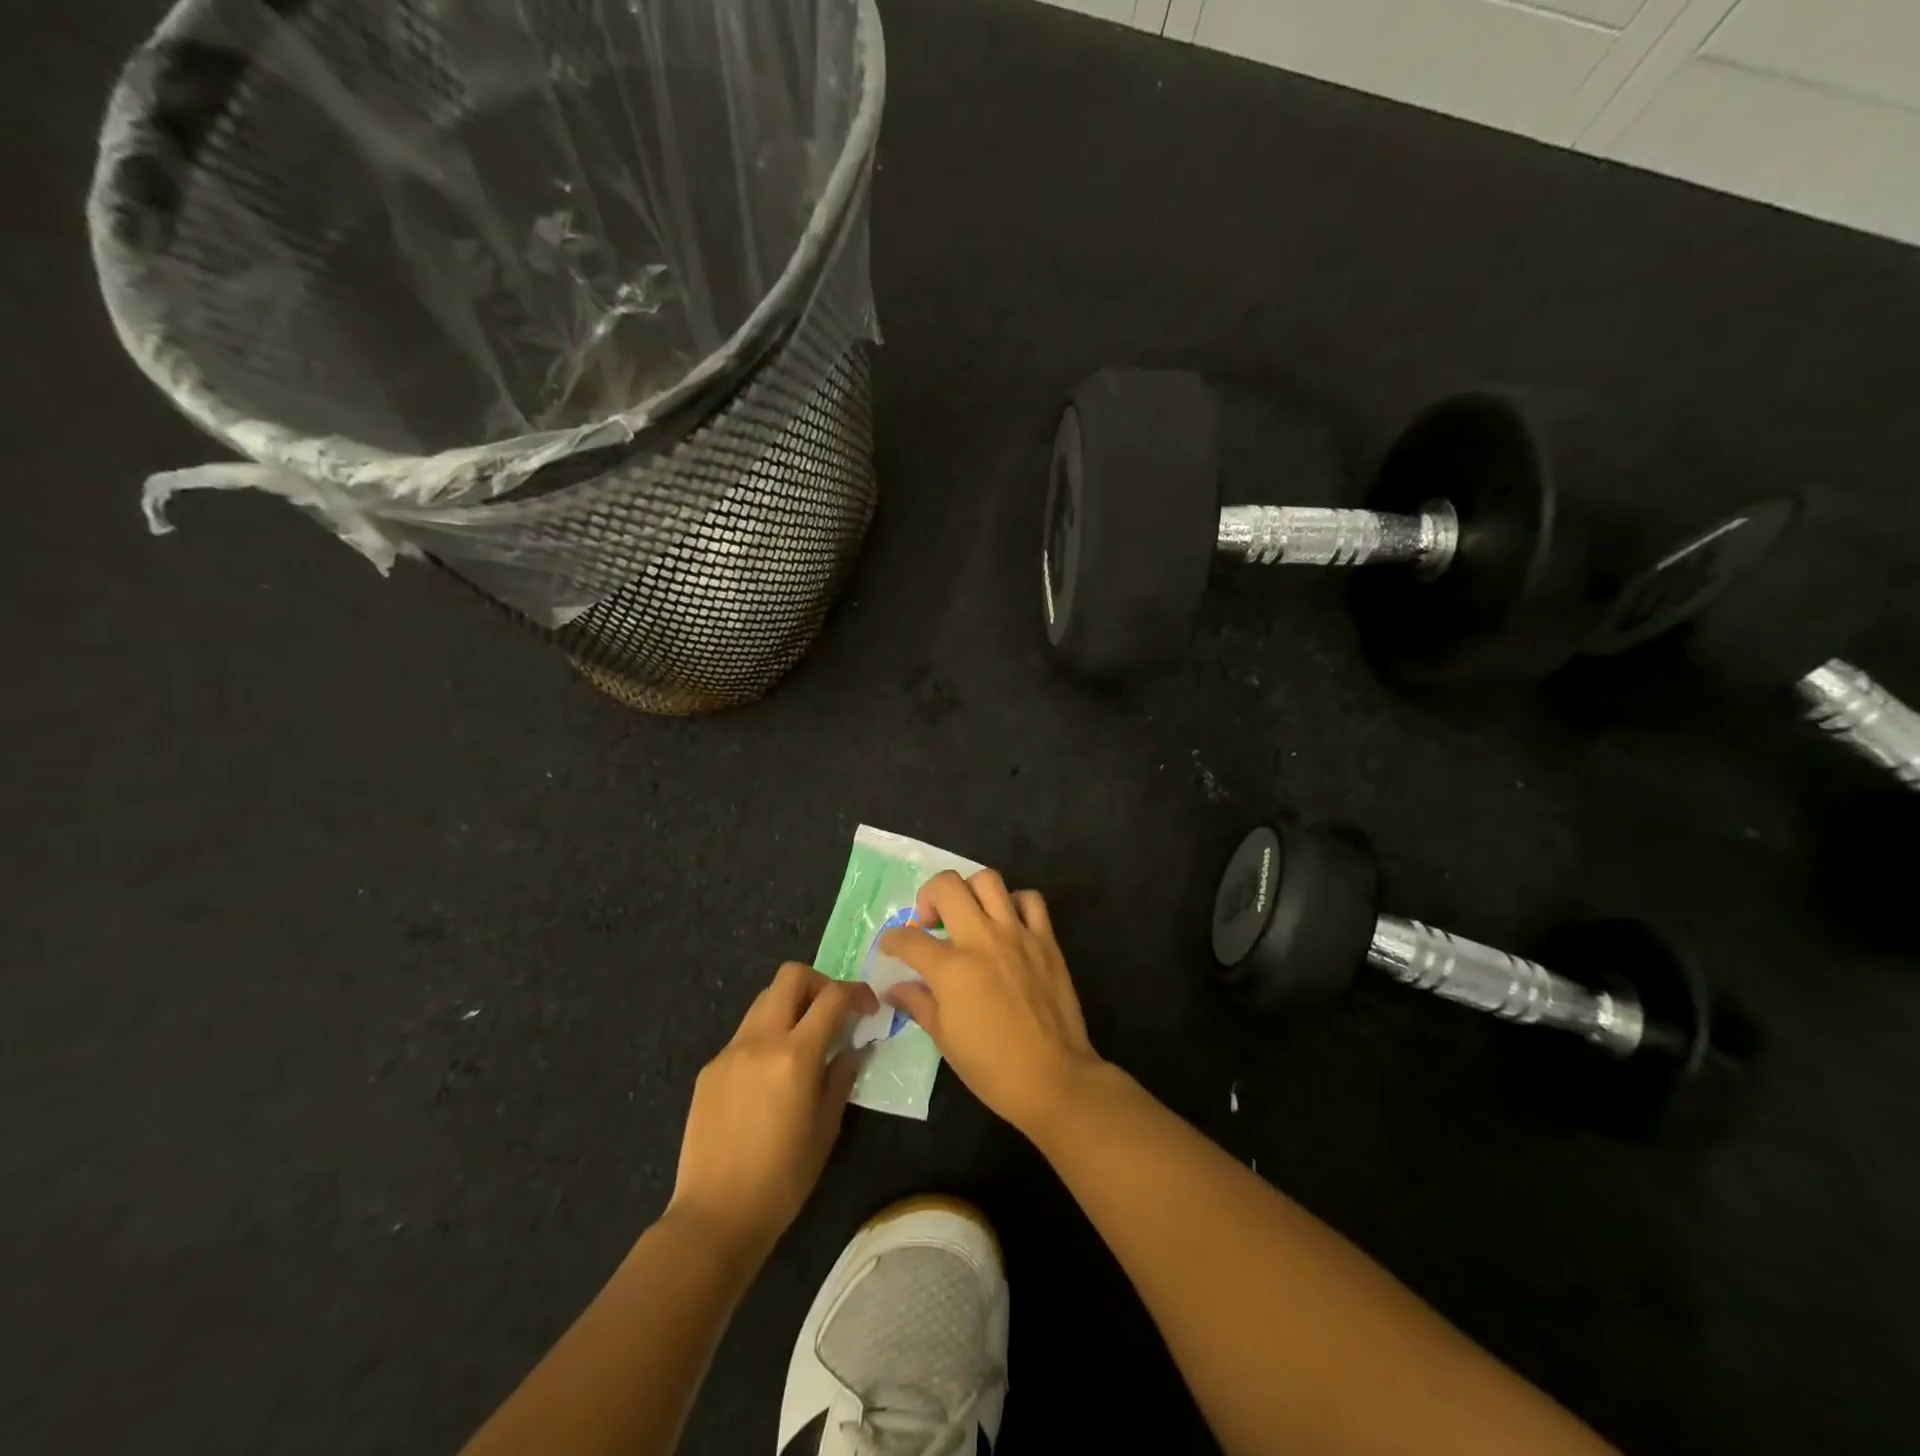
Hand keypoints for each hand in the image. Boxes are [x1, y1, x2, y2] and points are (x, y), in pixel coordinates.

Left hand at [668, 962, 877, 1259]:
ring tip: (803, 1040)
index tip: (869, 1008)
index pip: (833, 997)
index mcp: (795, 1056)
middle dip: (820, 983)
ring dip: (791, 1005)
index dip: (857, 992)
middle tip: (833, 1012)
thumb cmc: (782, 1180)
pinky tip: (770, 1076)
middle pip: (791, 976)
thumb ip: (841, 1077)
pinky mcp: (710, 1068)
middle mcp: (760, 1040)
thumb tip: (852, 1048)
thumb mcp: (826, 1129)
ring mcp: (730, 1052)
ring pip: (764, 999)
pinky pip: (745, 1034)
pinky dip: (766, 1036)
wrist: (714, 1217)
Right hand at [879, 870, 1103, 1138]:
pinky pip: (1030, 899)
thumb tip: (894, 988)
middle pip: (947, 887)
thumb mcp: (945, 1039)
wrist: (1053, 1077)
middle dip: (928, 896)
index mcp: (951, 968)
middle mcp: (982, 939)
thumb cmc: (992, 1067)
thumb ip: (918, 1003)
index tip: (891, 947)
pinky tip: (1007, 922)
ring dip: (970, 890)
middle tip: (930, 921)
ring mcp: (1017, 934)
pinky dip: (1015, 902)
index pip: (909, 939)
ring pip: (988, 880)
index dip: (892, 940)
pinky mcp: (1046, 939)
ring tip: (968, 913)